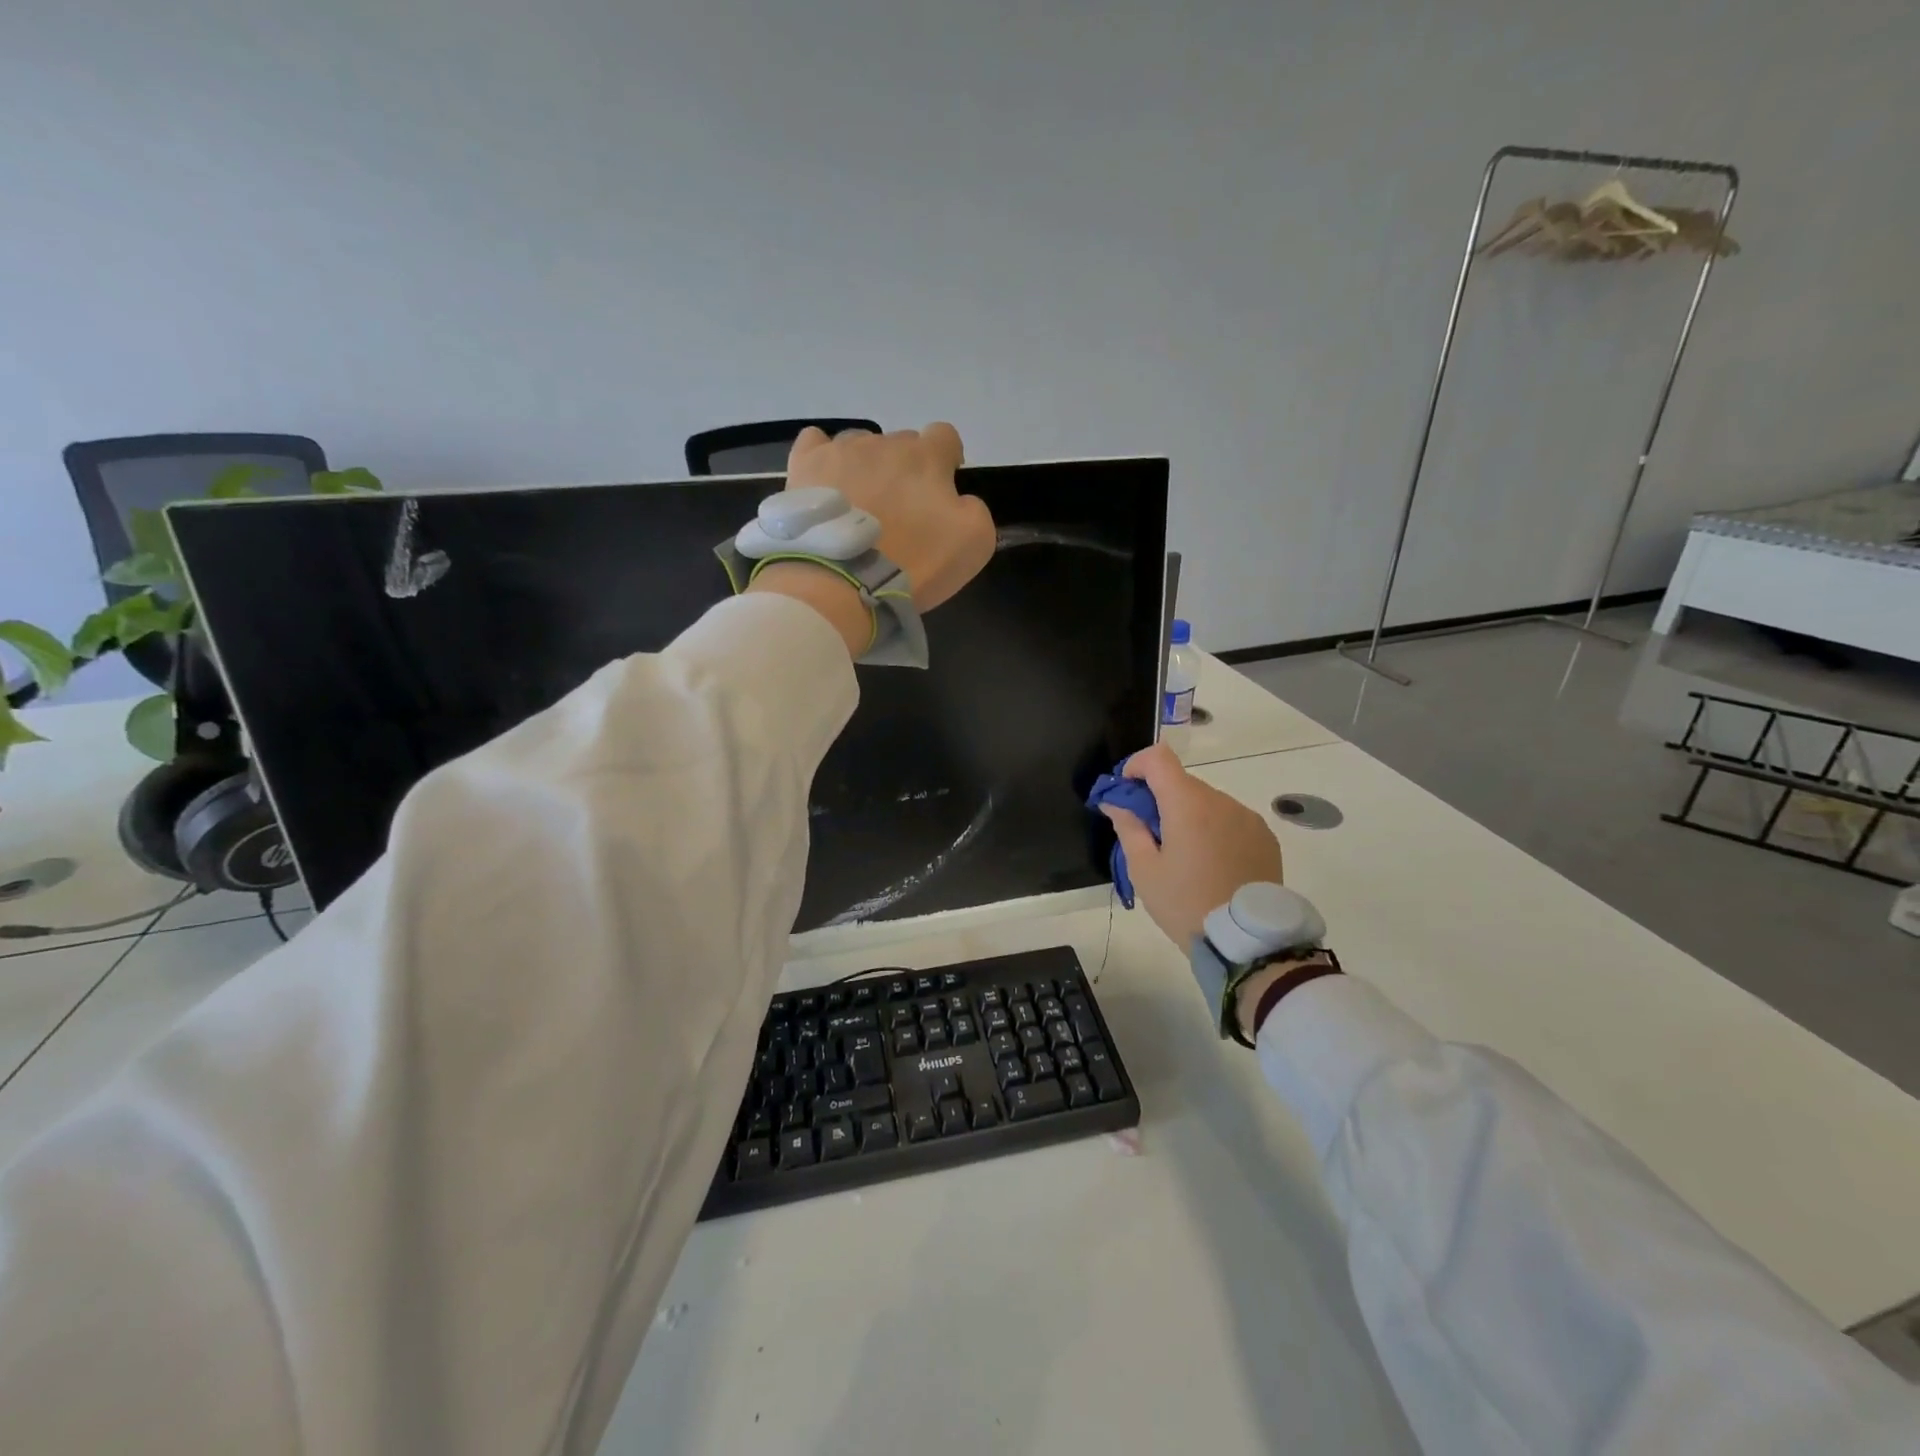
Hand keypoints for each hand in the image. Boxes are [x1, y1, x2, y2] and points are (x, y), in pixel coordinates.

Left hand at [783, 423, 995, 611]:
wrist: (844, 583)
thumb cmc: (914, 563)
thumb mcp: (974, 543)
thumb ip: (975, 510)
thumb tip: (959, 500)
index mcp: (926, 457)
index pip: (945, 437)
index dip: (947, 460)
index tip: (941, 490)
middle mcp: (884, 443)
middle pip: (902, 444)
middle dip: (906, 470)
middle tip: (900, 512)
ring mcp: (841, 451)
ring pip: (861, 446)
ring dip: (867, 468)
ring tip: (860, 507)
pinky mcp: (805, 466)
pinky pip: (815, 443)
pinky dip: (824, 459)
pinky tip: (826, 484)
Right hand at [1100, 742, 1283, 948]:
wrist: (1248, 941)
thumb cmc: (1185, 903)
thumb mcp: (1144, 870)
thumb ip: (1128, 827)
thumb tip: (1115, 802)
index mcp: (1188, 804)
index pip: (1158, 757)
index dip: (1136, 766)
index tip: (1126, 793)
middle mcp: (1221, 801)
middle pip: (1182, 782)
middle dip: (1160, 799)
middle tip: (1149, 836)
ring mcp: (1247, 817)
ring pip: (1207, 802)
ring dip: (1189, 816)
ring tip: (1185, 857)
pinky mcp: (1265, 836)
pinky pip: (1230, 820)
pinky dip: (1214, 830)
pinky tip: (1212, 864)